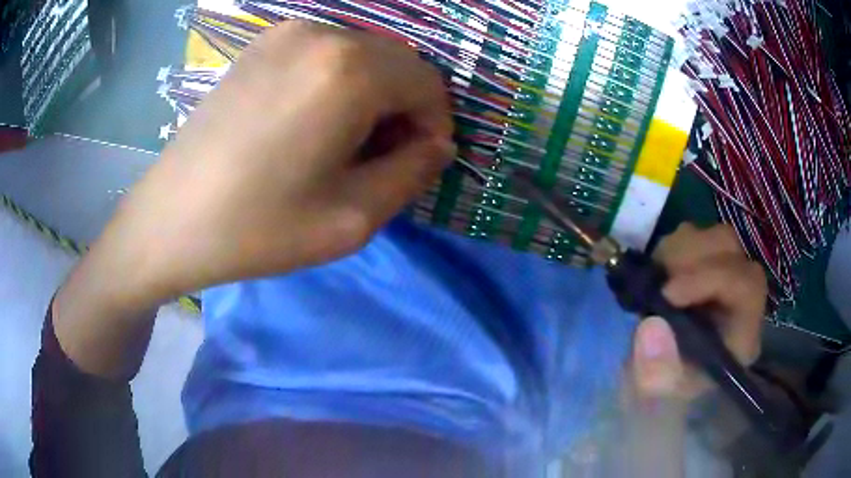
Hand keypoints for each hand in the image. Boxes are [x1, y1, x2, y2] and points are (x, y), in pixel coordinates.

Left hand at [106, 21, 453, 304]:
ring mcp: (285, 33)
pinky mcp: (261, 45)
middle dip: (405, 108)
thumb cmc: (258, 227)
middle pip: (397, 63)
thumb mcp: (353, 217)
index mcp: (348, 69)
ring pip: (362, 55)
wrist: (170, 220)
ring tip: (344, 143)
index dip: (435, 124)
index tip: (419, 162)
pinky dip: (338, 82)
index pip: (427, 83)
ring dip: (372, 94)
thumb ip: (412, 173)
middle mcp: (321, 34)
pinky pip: (325, 54)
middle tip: (382, 157)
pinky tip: (311, 121)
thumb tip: (438, 145)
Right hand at [628, 224, 767, 405]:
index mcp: (742, 334)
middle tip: (658, 282)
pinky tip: (658, 275)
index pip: (746, 285)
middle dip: (692, 258)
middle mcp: (741, 299)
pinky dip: (672, 249)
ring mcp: (725, 277)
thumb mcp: (656, 397)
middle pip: (732, 249)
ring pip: (714, 237)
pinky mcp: (706, 267)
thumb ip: (656, 373)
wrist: (659, 383)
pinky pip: (694, 237)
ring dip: (680, 250)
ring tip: (656, 279)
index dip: (710, 278)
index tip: (667, 294)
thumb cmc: (663, 396)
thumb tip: (652, 326)